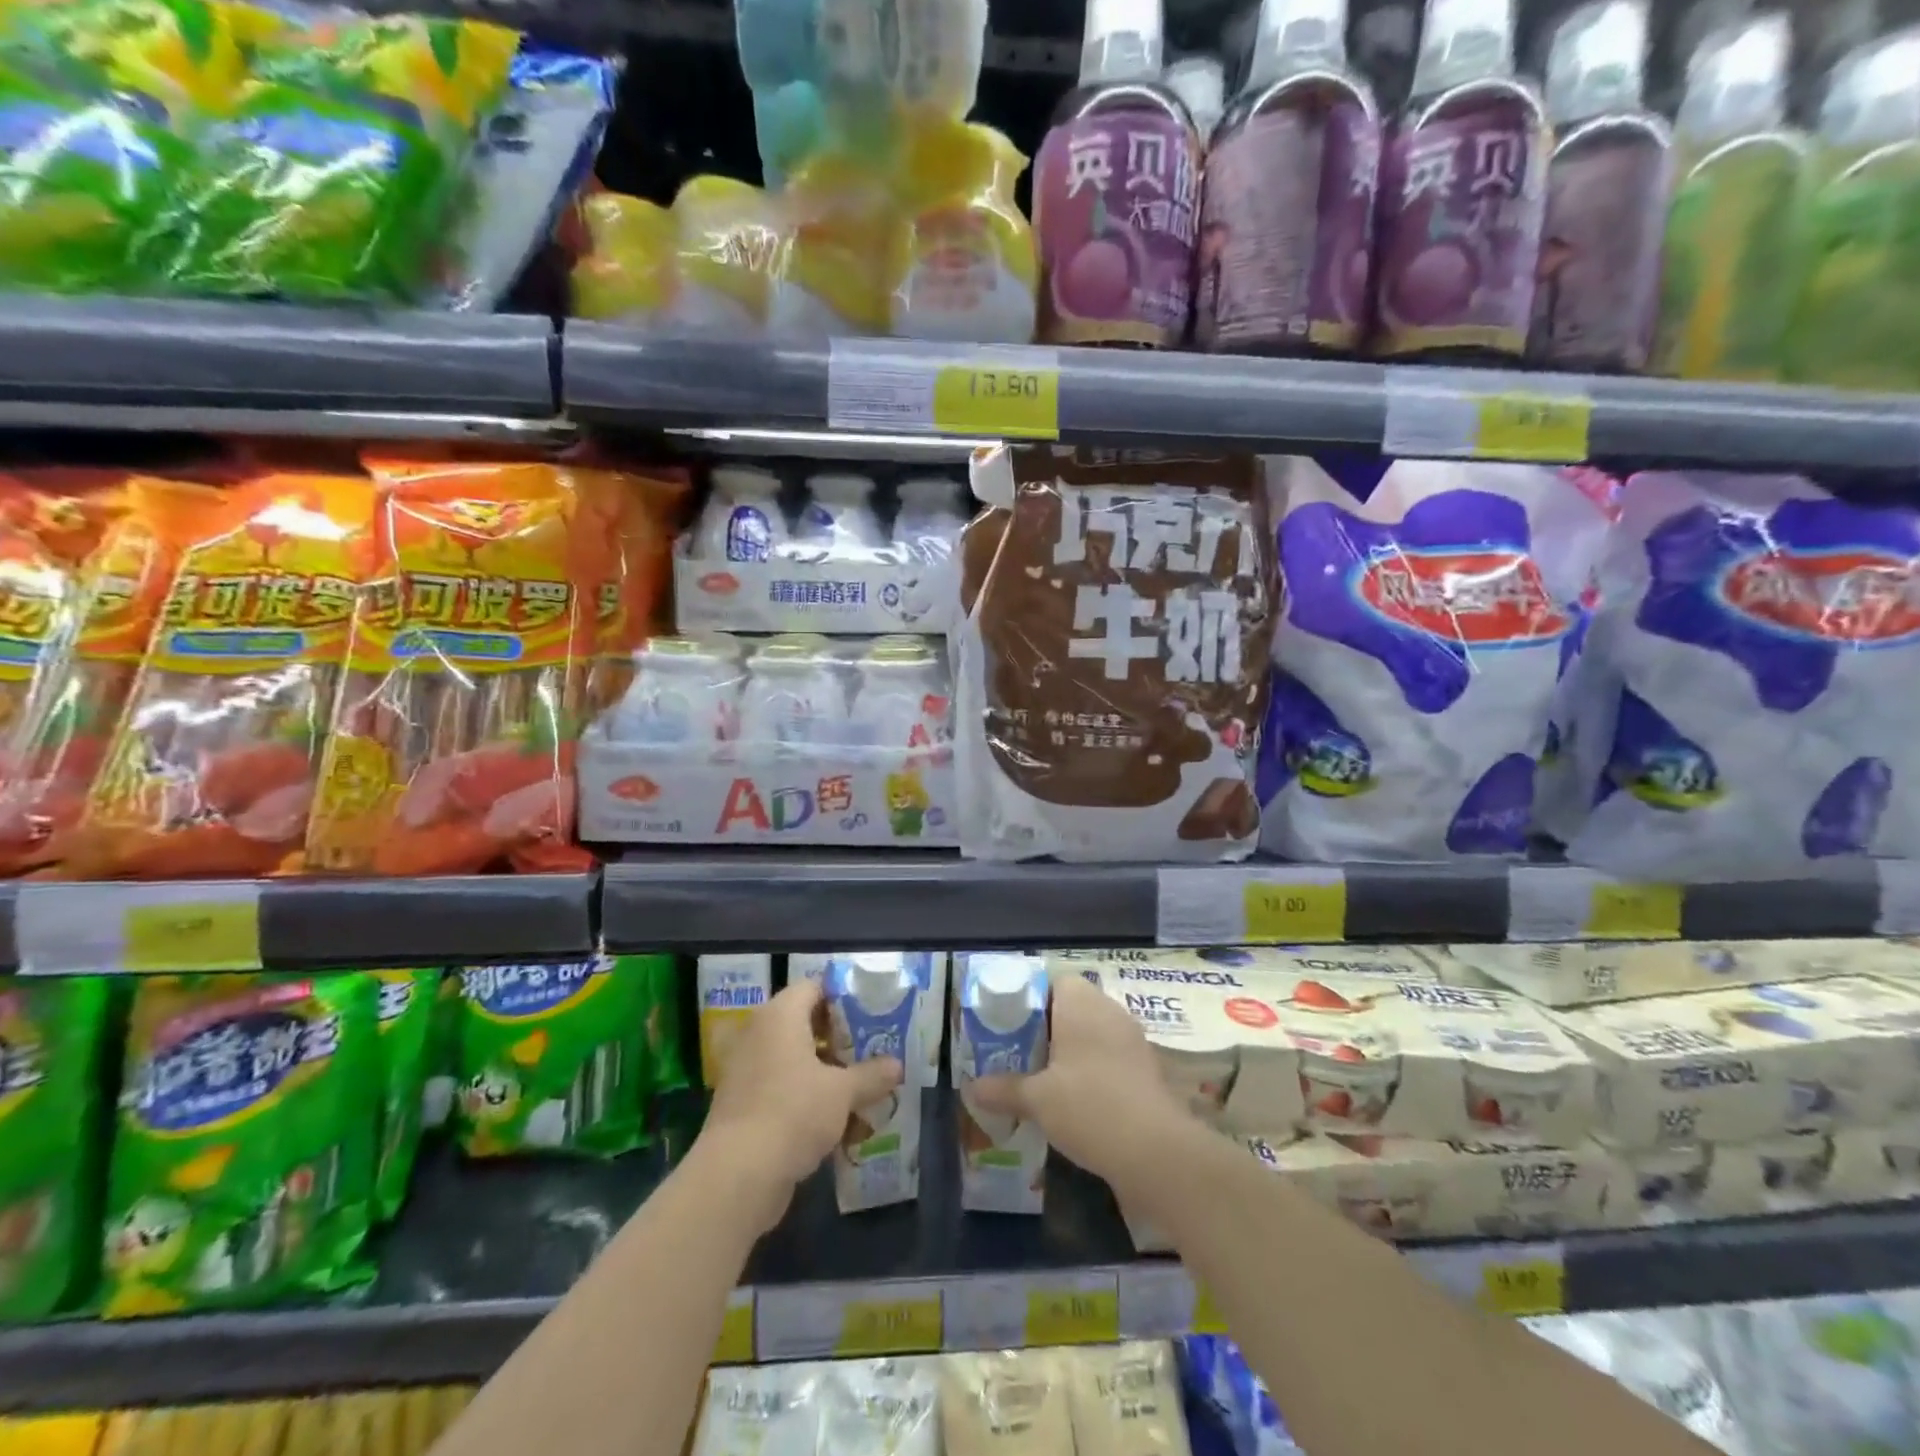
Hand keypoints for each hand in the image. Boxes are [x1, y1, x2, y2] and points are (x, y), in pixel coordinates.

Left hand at [697, 979, 902, 1232]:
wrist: (737, 1175)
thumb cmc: (793, 1113)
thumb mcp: (843, 1092)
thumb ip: (871, 1075)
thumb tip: (896, 1066)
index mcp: (780, 1016)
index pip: (814, 987)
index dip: (843, 998)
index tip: (871, 1015)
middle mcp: (759, 1034)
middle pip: (805, 1024)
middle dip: (839, 1040)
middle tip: (872, 1052)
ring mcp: (747, 1070)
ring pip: (795, 1061)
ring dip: (826, 1074)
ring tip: (860, 1090)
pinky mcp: (743, 1104)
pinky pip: (783, 1089)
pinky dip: (807, 1099)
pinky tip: (837, 1123)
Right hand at [969, 972, 1191, 1196]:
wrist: (1156, 1152)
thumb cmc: (1089, 1108)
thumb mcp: (1037, 1100)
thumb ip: (1003, 1090)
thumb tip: (971, 1088)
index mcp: (1081, 1004)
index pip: (1055, 980)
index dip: (1031, 997)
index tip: (1010, 1023)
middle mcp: (1109, 1012)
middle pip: (1073, 1006)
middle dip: (1047, 1027)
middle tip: (1019, 1052)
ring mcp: (1132, 1040)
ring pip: (1093, 1032)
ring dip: (1071, 1050)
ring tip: (1043, 1078)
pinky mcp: (1146, 1069)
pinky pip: (1111, 1056)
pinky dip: (1093, 1069)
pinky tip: (1076, 1099)